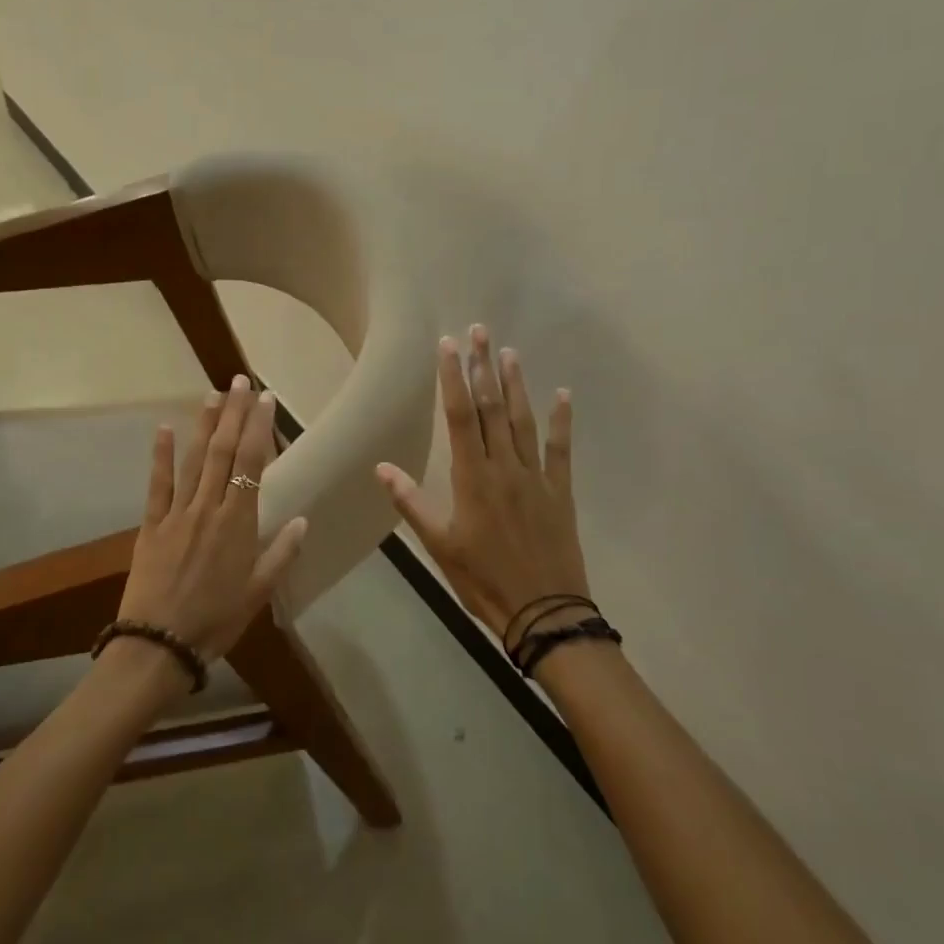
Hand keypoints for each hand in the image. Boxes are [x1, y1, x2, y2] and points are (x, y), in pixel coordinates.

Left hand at [117, 375, 309, 662]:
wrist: (159, 643)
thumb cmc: (216, 620)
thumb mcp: (258, 593)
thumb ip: (281, 553)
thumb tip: (303, 519)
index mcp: (239, 523)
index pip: (251, 464)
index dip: (258, 428)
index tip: (265, 400)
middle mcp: (209, 508)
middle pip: (223, 451)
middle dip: (233, 414)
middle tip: (240, 381)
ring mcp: (177, 513)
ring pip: (193, 460)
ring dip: (204, 425)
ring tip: (213, 394)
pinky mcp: (150, 525)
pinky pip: (157, 484)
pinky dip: (160, 456)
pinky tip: (164, 428)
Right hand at [376, 326, 589, 647]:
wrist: (544, 612)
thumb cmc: (483, 580)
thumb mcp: (440, 546)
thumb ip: (412, 503)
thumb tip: (381, 467)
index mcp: (472, 478)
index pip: (460, 417)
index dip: (452, 379)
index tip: (448, 346)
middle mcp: (504, 467)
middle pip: (491, 408)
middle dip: (482, 368)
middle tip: (479, 331)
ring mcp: (535, 476)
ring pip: (522, 421)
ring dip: (514, 385)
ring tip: (508, 352)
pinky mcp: (560, 490)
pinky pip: (560, 449)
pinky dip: (561, 421)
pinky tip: (562, 394)